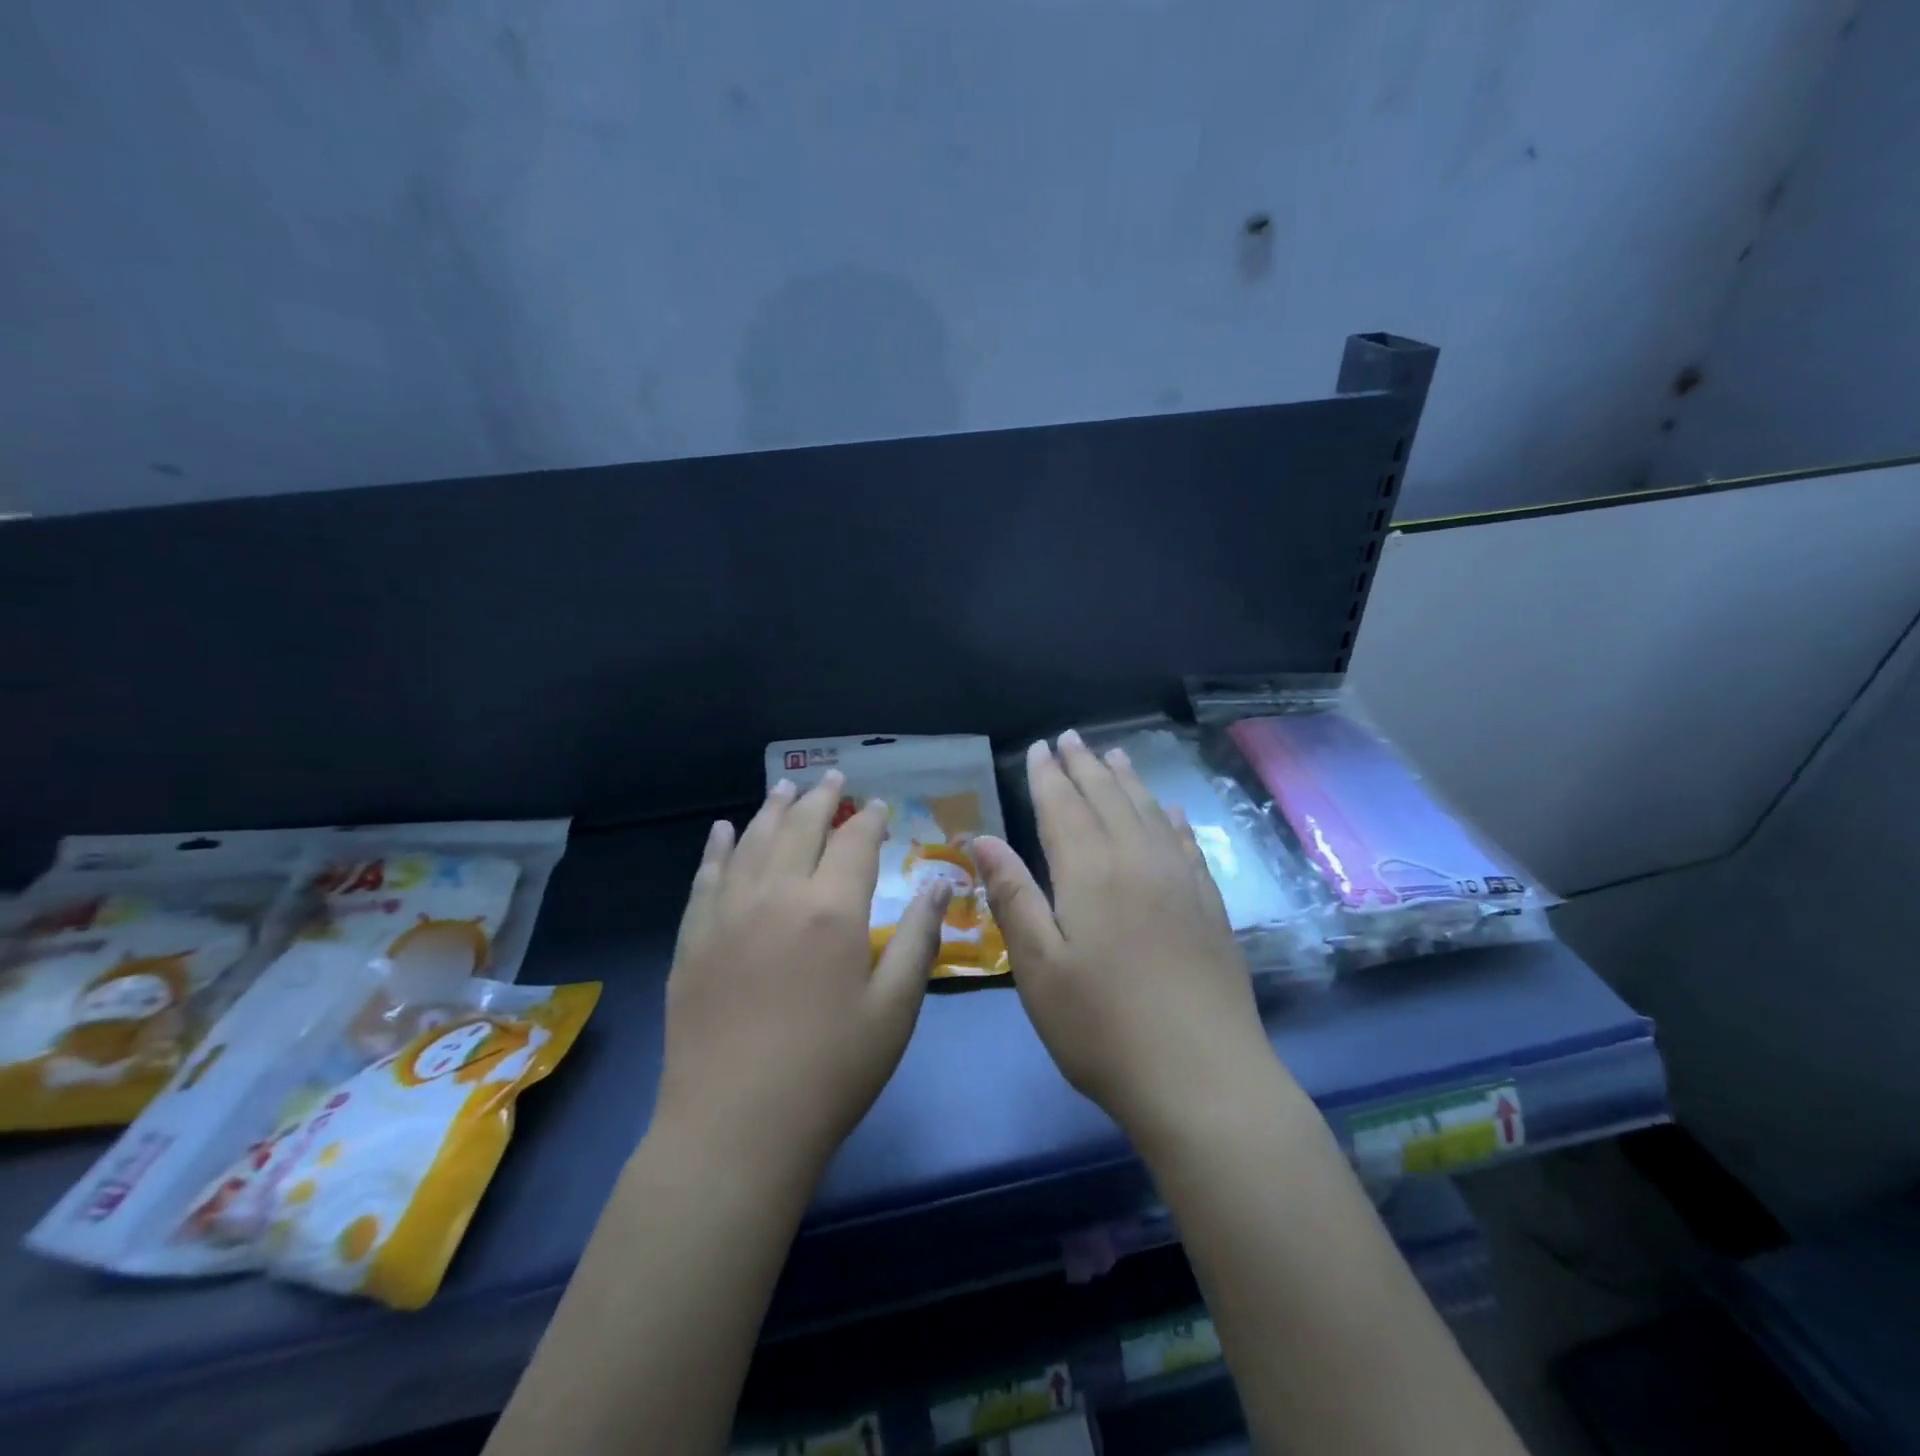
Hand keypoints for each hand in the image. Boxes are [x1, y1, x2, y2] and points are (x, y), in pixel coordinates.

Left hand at [655, 772, 950, 1178]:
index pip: (854, 843)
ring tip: (785, 787)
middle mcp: (777, 895)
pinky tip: (721, 831)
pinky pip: (706, 878)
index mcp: (832, 909)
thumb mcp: (894, 1009)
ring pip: (752, 842)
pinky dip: (717, 849)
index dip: (868, 819)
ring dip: (772, 810)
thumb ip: (918, 938)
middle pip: (800, 828)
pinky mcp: (693, 940)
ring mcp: (728, 914)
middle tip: (831, 777)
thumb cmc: (830, 1072)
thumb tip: (940, 884)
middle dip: (820, 798)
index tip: (877, 806)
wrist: (735, 1128)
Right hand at [973, 731, 1280, 1149]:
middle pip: (1108, 798)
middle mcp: (1137, 860)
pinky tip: (1170, 810)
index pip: (1063, 806)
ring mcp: (1180, 880)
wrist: (1203, 1078)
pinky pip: (1187, 844)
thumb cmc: (1102, 1028)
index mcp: (1090, 871)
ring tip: (1114, 754)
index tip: (1039, 746)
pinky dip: (1172, 819)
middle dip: (1085, 765)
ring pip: (1148, 812)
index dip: (1048, 774)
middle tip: (1070, 737)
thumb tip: (983, 838)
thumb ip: (1012, 896)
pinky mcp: (1209, 905)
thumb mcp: (1039, 968)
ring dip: (1128, 780)